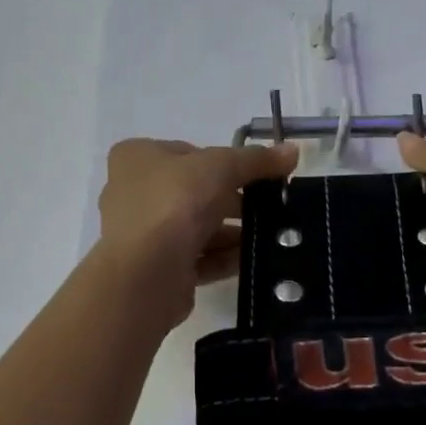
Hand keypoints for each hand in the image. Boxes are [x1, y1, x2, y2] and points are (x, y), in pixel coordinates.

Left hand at [95, 138, 298, 325]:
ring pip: (197, 227)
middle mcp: (134, 192)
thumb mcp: (221, 166)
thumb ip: (256, 160)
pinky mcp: (156, 269)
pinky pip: (196, 258)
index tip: (256, 175)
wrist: (146, 272)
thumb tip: (291, 151)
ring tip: (268, 236)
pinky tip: (251, 260)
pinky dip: (223, 258)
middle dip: (232, 201)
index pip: (189, 153)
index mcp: (138, 157)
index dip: (224, 161)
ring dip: (231, 232)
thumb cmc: (175, 203)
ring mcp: (143, 234)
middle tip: (268, 207)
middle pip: (194, 191)